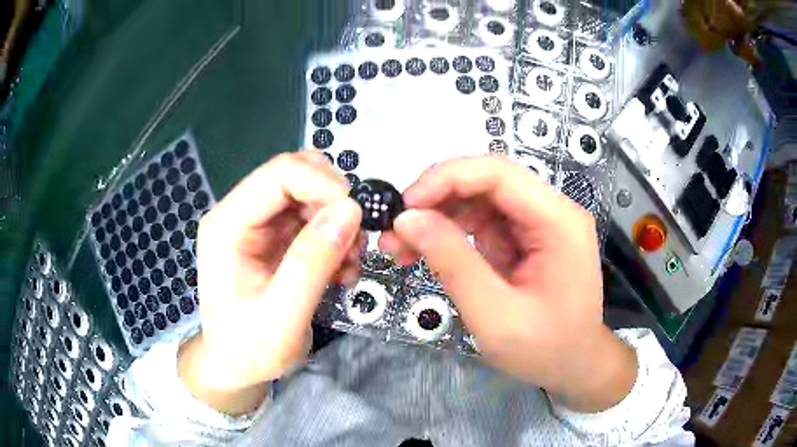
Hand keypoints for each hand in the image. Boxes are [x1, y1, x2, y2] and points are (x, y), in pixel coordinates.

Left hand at [178, 152, 361, 414]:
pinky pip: (314, 218)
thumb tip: (351, 210)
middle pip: (297, 176)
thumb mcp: (282, 316)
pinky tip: (340, 269)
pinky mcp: (275, 237)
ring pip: (310, 194)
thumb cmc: (249, 348)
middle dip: (334, 204)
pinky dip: (336, 237)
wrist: (236, 365)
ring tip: (348, 265)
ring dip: (338, 223)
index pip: (280, 173)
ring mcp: (258, 224)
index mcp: (227, 225)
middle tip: (353, 246)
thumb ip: (312, 263)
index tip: (355, 219)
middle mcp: (240, 214)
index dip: (324, 184)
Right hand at [380, 156, 636, 411]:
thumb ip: (453, 263)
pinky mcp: (523, 239)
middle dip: (436, 200)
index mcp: (558, 221)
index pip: (499, 174)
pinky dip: (449, 234)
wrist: (573, 366)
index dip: (447, 178)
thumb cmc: (544, 349)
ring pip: (478, 200)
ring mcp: (537, 224)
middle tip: (396, 230)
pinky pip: (481, 223)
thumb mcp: (494, 315)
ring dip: (437, 217)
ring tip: (401, 247)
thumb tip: (407, 220)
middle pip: (486, 182)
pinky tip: (424, 252)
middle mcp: (551, 211)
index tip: (406, 205)